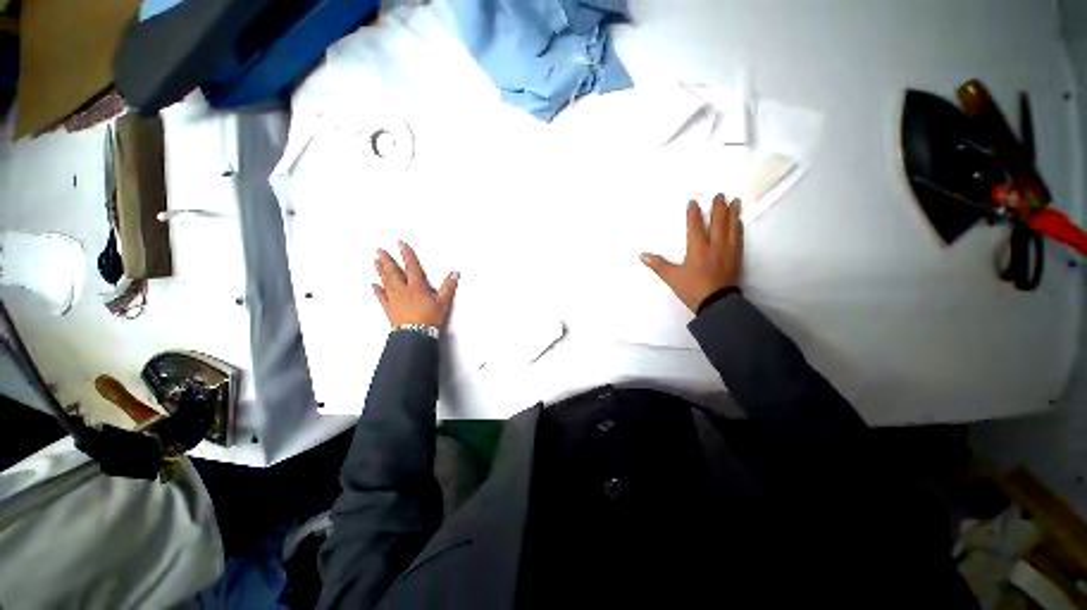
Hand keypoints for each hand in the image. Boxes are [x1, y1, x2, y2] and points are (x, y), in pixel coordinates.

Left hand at [373, 242, 458, 326]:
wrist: (415, 334)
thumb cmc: (429, 318)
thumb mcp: (443, 302)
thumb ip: (448, 286)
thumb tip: (455, 273)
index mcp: (416, 287)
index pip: (411, 267)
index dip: (406, 254)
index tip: (400, 244)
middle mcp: (402, 290)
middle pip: (393, 272)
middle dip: (387, 260)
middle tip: (379, 250)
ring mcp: (393, 299)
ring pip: (385, 281)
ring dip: (380, 271)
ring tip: (375, 262)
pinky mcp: (389, 308)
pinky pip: (381, 297)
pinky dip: (377, 290)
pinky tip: (373, 285)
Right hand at [640, 194, 742, 312]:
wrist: (716, 303)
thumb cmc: (692, 289)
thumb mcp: (672, 278)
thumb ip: (658, 264)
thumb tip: (641, 255)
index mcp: (697, 249)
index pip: (695, 226)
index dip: (693, 213)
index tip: (693, 201)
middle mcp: (714, 246)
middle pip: (717, 223)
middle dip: (718, 208)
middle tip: (720, 194)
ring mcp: (728, 251)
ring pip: (731, 228)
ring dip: (732, 214)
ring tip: (735, 201)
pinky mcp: (736, 258)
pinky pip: (738, 239)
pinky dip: (738, 228)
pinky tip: (739, 223)